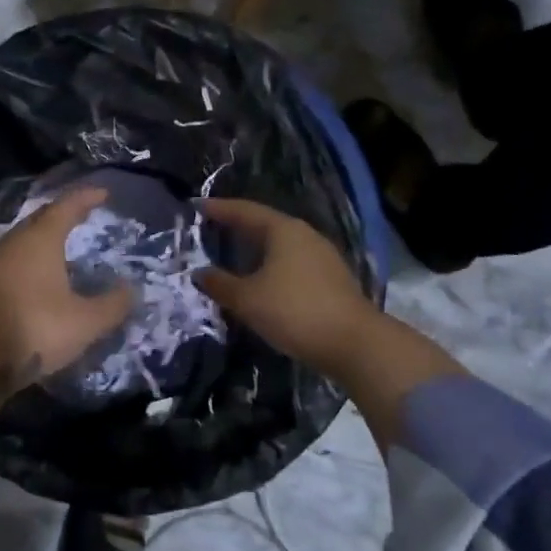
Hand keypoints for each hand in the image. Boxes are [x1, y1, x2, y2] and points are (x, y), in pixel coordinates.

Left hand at [0, 186, 133, 396]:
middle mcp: (12, 244)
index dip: (85, 198)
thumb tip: (131, 289)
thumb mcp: (85, 322)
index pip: (65, 207)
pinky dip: (27, 262)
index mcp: (39, 241)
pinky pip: (9, 263)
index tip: (103, 193)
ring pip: (21, 241)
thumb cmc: (34, 329)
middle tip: (81, 216)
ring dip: (42, 239)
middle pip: (39, 220)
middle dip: (62, 215)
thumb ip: (112, 305)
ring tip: (60, 247)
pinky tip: (35, 279)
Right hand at [196, 198, 381, 373]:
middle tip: (211, 227)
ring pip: (280, 245)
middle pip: (264, 224)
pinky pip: (292, 262)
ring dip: (256, 248)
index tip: (196, 206)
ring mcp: (322, 257)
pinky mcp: (331, 279)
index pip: (245, 211)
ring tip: (232, 253)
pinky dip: (271, 265)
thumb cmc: (295, 311)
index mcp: (283, 230)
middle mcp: (305, 235)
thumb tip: (199, 273)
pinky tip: (261, 278)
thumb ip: (220, 284)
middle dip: (237, 226)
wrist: (354, 344)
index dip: (219, 208)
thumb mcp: (248, 299)